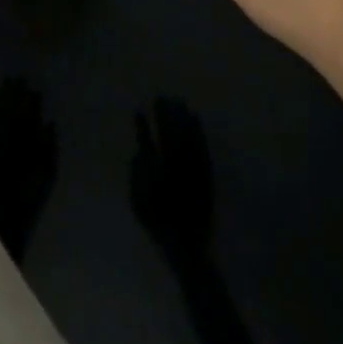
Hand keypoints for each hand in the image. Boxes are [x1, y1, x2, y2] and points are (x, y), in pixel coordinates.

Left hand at [0, 78, 58, 264]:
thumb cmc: (28, 198)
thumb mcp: (47, 174)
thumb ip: (49, 146)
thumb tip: (48, 123)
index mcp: (24, 143)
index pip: (27, 114)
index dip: (30, 100)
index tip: (32, 87)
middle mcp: (6, 139)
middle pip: (10, 110)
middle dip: (13, 93)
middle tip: (16, 78)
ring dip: (1, 99)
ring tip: (5, 85)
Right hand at [130, 97, 215, 269]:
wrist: (189, 246)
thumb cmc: (160, 226)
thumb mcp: (139, 206)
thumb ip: (135, 178)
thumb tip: (138, 154)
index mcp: (156, 175)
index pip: (148, 142)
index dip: (143, 126)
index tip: (139, 110)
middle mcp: (175, 167)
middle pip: (169, 133)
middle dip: (165, 114)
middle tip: (161, 97)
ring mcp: (192, 169)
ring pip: (187, 136)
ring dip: (182, 116)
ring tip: (178, 100)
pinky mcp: (206, 172)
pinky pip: (202, 145)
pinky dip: (198, 130)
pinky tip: (195, 118)